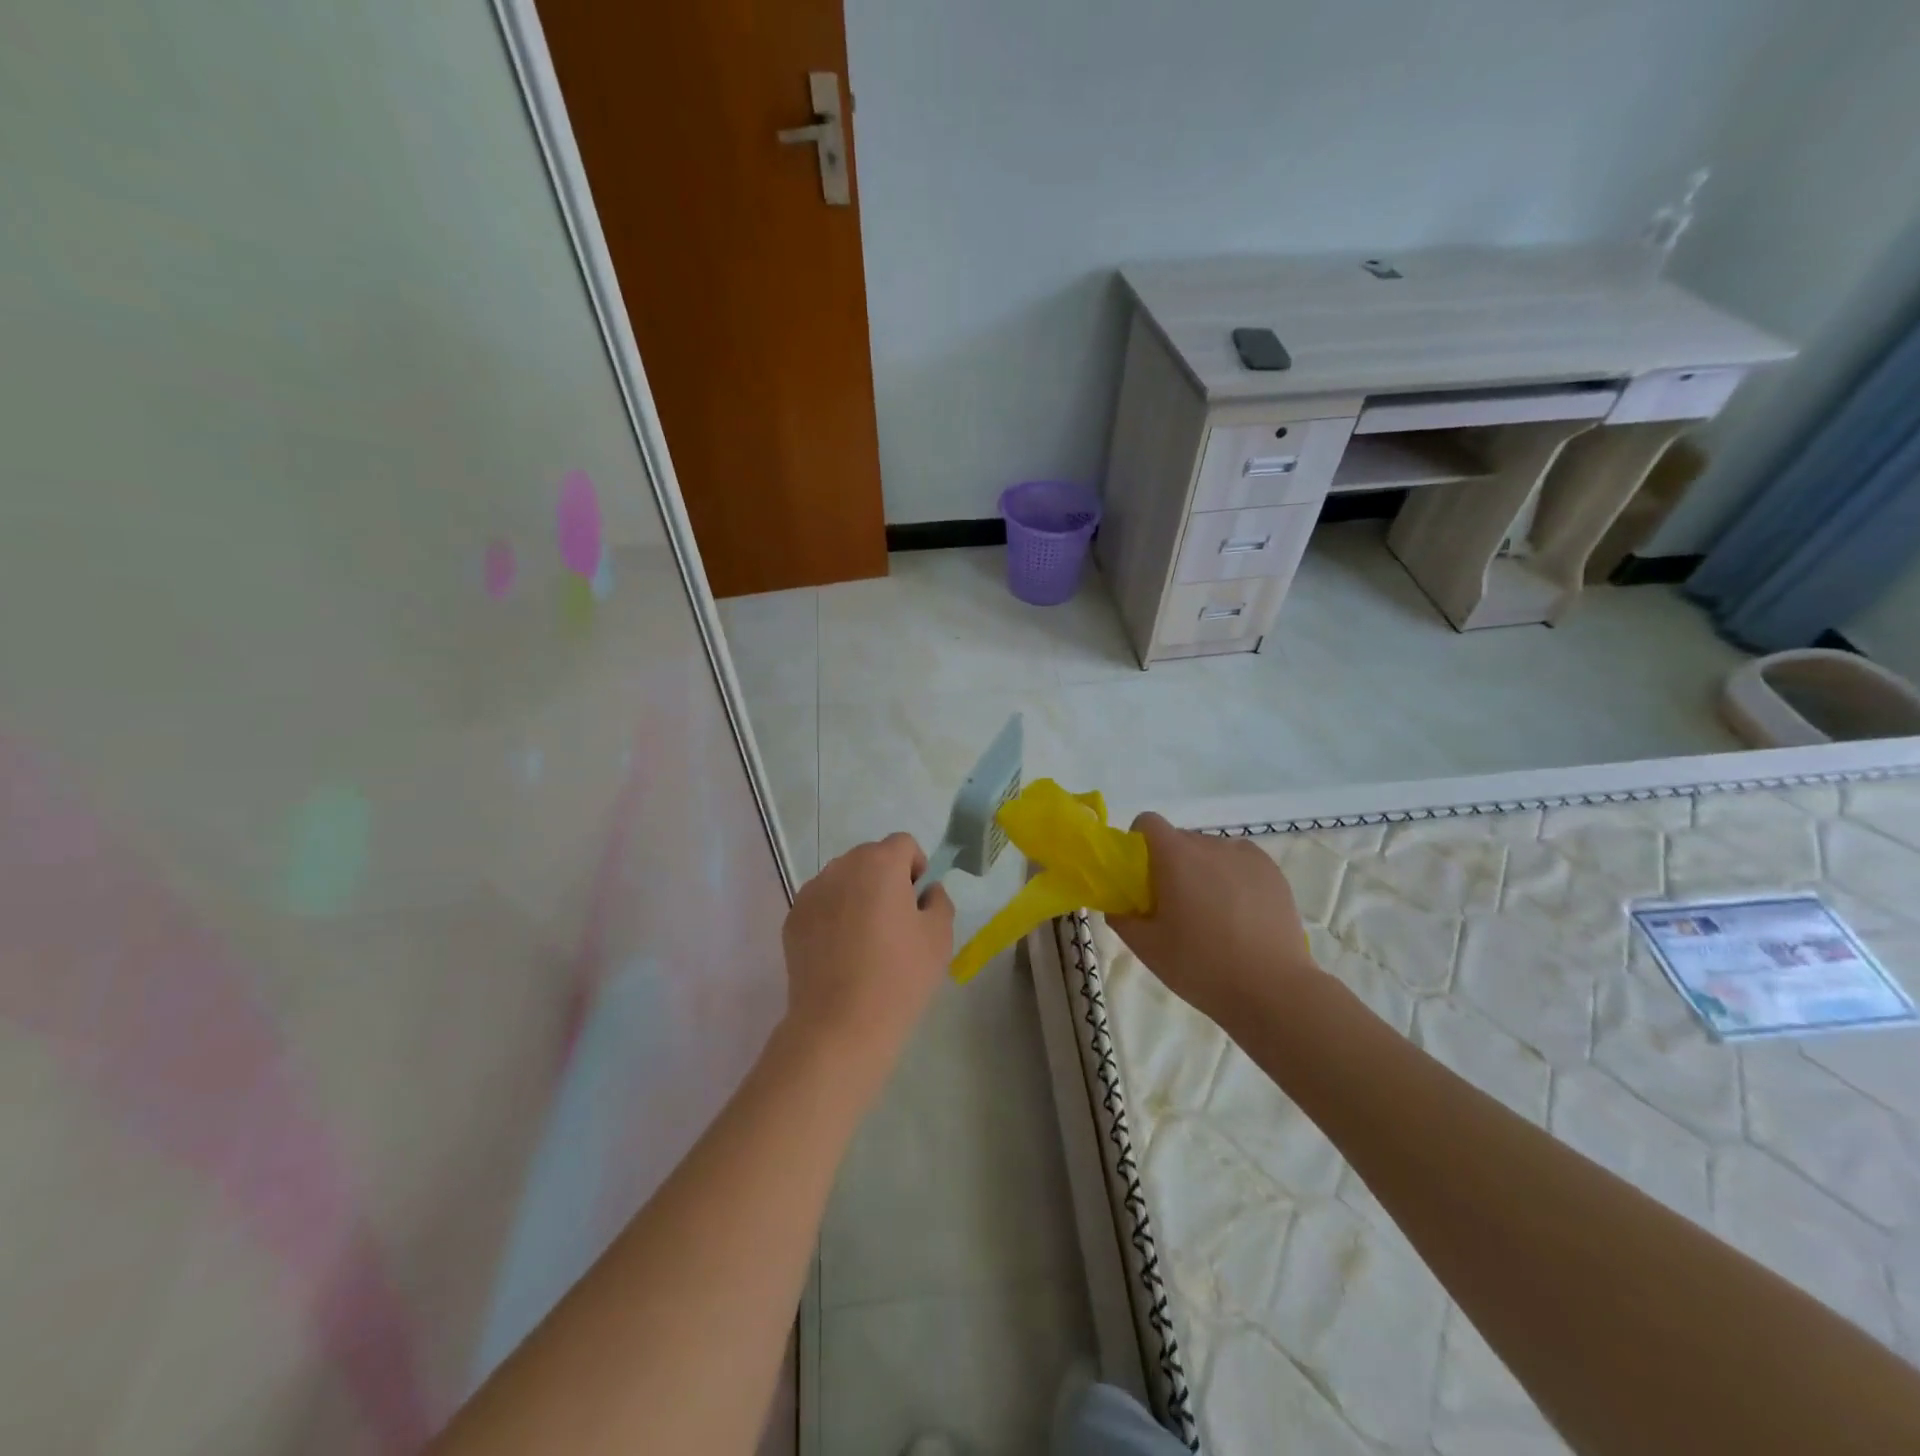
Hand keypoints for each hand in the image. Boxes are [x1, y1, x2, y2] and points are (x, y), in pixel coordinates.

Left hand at [780, 833, 954, 1097]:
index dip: (916, 868)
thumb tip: (925, 892)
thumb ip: (938, 900)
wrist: (840, 1025)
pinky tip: (841, 955)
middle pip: (870, 858)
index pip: (903, 844)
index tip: (918, 904)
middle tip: (896, 924)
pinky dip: (834, 917)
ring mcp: (811, 892)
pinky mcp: (792, 919)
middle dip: (886, 879)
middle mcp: (841, 867)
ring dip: (858, 896)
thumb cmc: (899, 977)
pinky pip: (822, 905)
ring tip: (866, 942)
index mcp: (879, 863)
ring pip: (844, 880)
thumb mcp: (940, 937)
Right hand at [1108, 812, 1319, 1025]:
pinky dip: (1232, 876)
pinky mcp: (1272, 872)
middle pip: (1180, 839)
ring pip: (1211, 851)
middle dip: (1170, 862)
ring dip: (1202, 869)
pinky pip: (1240, 862)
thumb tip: (1118, 906)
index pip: (1148, 822)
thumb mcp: (1148, 948)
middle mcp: (1210, 844)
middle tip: (1173, 904)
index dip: (1139, 842)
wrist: (1273, 989)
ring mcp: (1246, 855)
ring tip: (1212, 913)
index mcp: (1175, 855)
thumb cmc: (1201, 965)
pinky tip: (1239, 913)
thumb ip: (1122, 919)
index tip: (1140, 876)